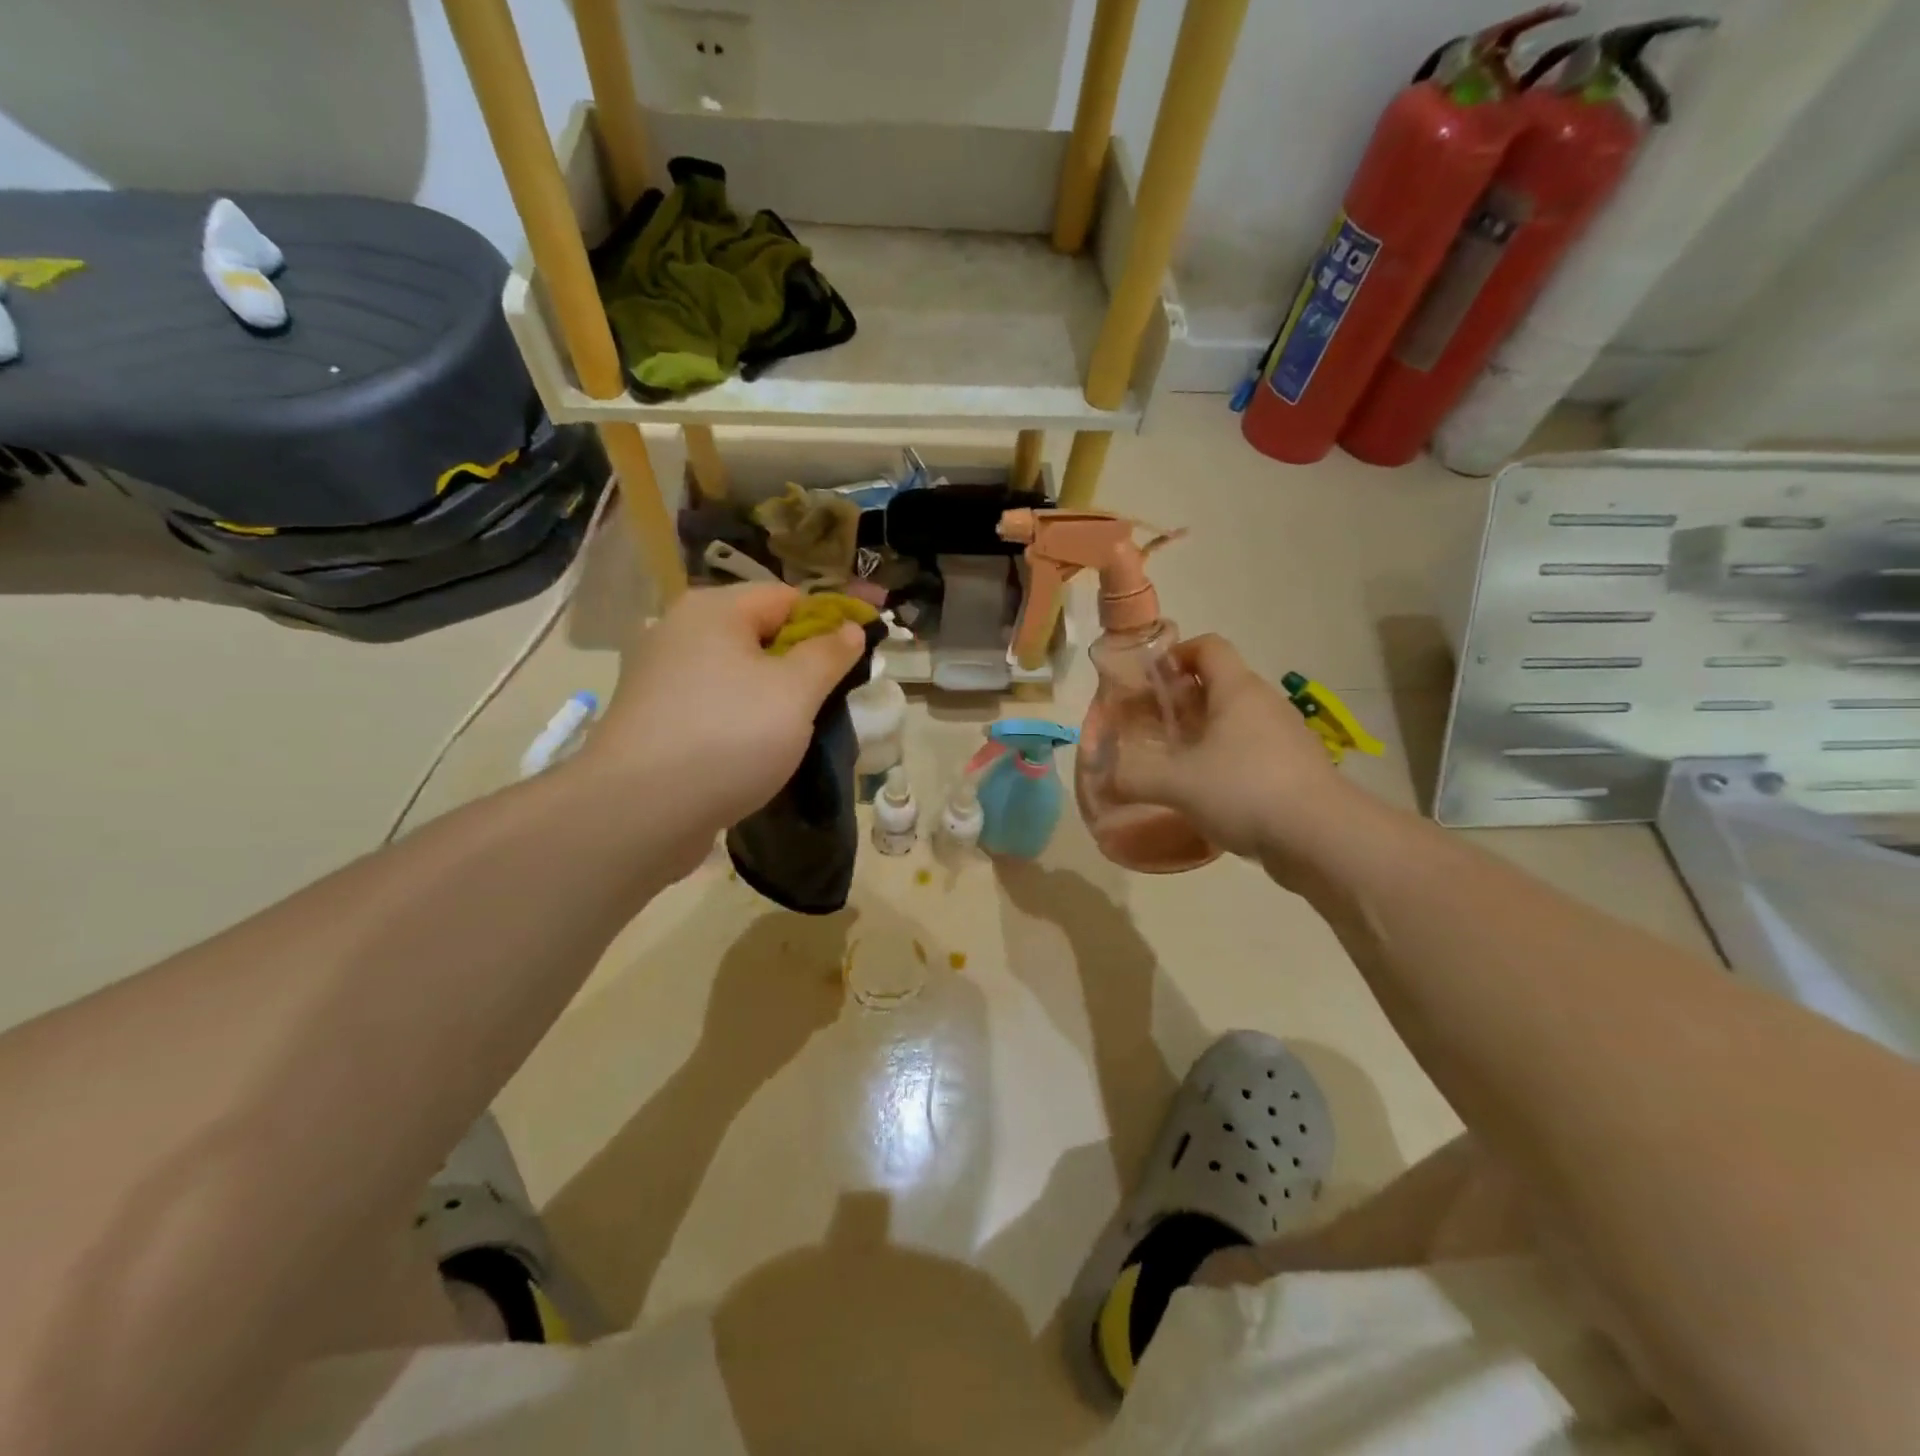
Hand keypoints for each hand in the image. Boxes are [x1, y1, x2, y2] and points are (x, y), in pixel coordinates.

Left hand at [582, 583, 864, 850]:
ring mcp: (659, 676)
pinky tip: (753, 752)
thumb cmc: (728, 736)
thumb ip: (828, 655)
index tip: (853, 662)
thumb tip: (850, 628)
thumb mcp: (796, 692)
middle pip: (758, 633)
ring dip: (770, 696)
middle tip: (827, 702)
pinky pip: (712, 705)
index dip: (826, 623)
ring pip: (735, 674)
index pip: (786, 596)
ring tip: (795, 732)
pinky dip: (738, 719)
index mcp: (713, 610)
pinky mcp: (652, 718)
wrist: (639, 811)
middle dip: (798, 664)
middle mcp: (679, 631)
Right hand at [1111, 635, 1351, 860]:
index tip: (1151, 681)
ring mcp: (1284, 737)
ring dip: (1203, 733)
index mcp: (1237, 690)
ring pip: (1236, 721)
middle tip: (1152, 727)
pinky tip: (1207, 793)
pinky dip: (1225, 761)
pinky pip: (1250, 752)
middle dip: (1182, 700)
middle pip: (1219, 684)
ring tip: (1174, 762)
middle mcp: (1264, 704)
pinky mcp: (1294, 769)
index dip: (1177, 654)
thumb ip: (1132, 777)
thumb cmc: (1245, 790)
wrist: (1322, 838)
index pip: (1208, 646)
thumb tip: (1100, 778)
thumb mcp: (1176, 783)